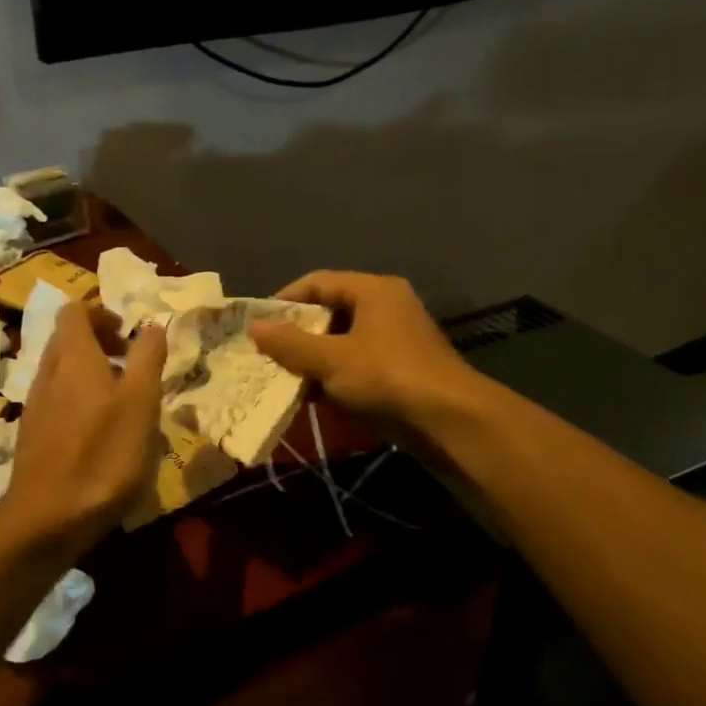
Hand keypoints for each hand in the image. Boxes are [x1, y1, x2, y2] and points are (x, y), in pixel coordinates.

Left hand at [2, 302, 166, 550]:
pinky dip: (76, 397)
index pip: (74, 311)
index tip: (127, 332)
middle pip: (66, 338)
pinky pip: (55, 397)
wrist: (48, 516)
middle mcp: (48, 371)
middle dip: (96, 339)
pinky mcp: (32, 433)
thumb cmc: (103, 453)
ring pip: (60, 369)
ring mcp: (35, 404)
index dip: (100, 312)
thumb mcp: (141, 401)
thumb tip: (152, 325)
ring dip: (88, 370)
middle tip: (128, 359)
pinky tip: (98, 430)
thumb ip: (147, 357)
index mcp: (73, 356)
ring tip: (119, 397)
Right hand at [250, 271, 476, 436]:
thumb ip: (290, 343)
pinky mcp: (401, 370)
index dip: (285, 300)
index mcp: (374, 290)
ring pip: (342, 341)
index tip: (259, 324)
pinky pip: (357, 364)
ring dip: (313, 359)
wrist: (451, 423)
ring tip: (284, 378)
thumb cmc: (387, 377)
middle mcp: (387, 307)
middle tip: (268, 353)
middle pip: (330, 312)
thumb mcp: (331, 360)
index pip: (318, 282)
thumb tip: (254, 328)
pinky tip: (313, 397)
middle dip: (297, 334)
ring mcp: (396, 340)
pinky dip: (334, 377)